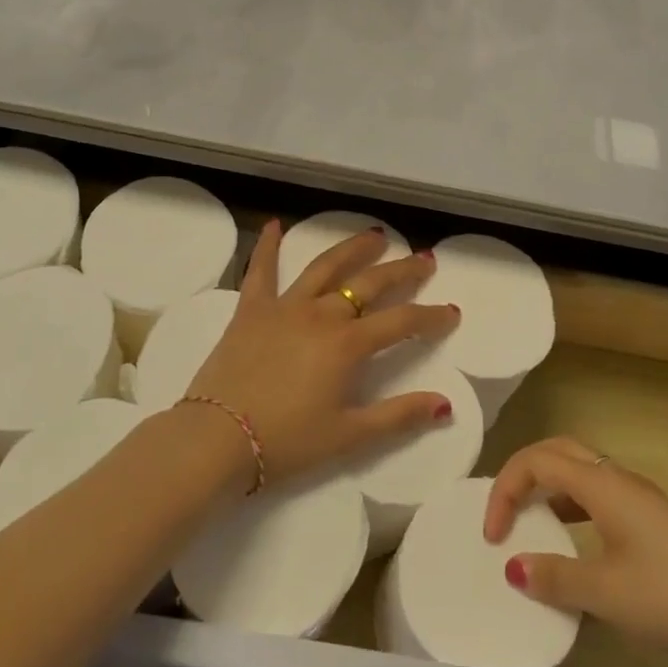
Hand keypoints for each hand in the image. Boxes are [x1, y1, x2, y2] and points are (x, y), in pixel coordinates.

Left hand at [185, 221, 461, 486]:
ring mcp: (284, 306)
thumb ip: (398, 417)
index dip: (431, 317)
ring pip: (324, 266)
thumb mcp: (348, 435)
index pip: (401, 322)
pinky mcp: (251, 309)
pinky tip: (275, 224)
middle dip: (402, 271)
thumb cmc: (285, 442)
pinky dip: (269, 246)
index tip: (451, 312)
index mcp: (347, 344)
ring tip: (374, 235)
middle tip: (424, 259)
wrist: (215, 439)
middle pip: (369, 284)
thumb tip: (444, 405)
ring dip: (352, 248)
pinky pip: (261, 270)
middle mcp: (321, 314)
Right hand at [485, 437, 667, 666]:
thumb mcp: (607, 593)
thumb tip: (514, 567)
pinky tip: (575, 549)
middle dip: (524, 475)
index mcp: (602, 483)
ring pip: (581, 474)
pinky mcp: (654, 523)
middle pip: (559, 453)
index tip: (492, 536)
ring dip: (549, 491)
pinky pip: (599, 499)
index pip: (538, 461)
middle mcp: (618, 479)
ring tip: (531, 528)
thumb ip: (556, 577)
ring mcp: (640, 500)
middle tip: (505, 513)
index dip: (506, 489)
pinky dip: (573, 511)